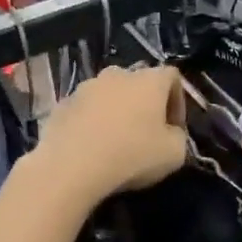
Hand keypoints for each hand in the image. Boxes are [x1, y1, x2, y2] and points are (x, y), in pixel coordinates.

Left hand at [32, 65, 186, 205]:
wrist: (72, 166)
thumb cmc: (132, 155)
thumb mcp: (175, 154)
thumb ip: (179, 137)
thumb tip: (170, 133)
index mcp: (149, 80)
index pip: (172, 77)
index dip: (178, 102)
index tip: (175, 128)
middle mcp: (118, 74)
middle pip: (138, 83)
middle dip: (145, 105)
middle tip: (147, 133)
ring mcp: (86, 87)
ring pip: (109, 94)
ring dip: (117, 112)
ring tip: (116, 141)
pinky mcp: (63, 103)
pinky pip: (86, 109)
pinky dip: (93, 122)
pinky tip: (92, 146)